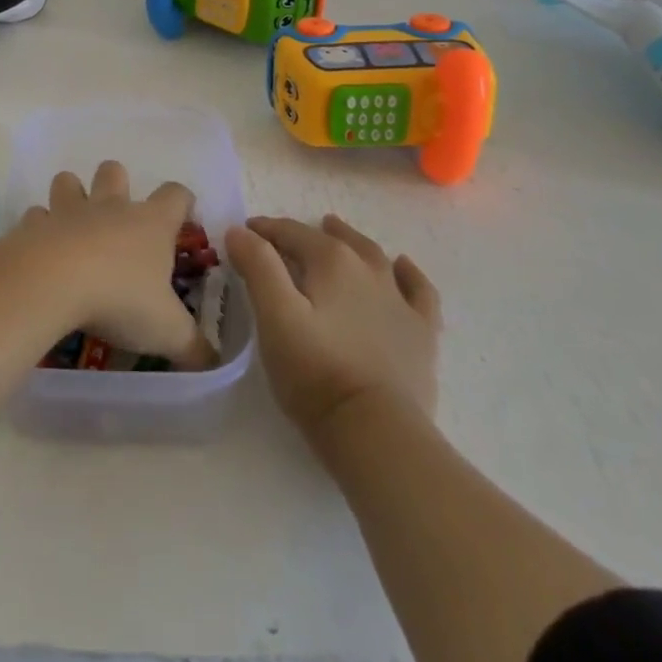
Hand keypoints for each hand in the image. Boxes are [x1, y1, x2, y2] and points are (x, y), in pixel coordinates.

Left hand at [6, 161, 215, 369]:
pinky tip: (40, 249)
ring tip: (72, 224)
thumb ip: (194, 346)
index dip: (183, 201)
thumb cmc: (120, 299)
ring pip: (68, 182)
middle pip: (115, 172)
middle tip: (118, 215)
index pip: (176, 195)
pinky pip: (35, 217)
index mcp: (151, 224)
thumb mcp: (168, 331)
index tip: (184, 215)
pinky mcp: (33, 225)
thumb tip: (214, 362)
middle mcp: (111, 207)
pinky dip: (38, 228)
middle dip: (116, 183)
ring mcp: (69, 212)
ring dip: (71, 194)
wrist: (52, 283)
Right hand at [226, 214, 442, 437]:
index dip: (264, 230)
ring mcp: (400, 300)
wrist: (377, 431)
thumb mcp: (275, 316)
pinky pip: (418, 290)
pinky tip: (402, 266)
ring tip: (336, 232)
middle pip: (332, 240)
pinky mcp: (421, 333)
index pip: (291, 233)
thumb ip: (258, 266)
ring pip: (373, 256)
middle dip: (304, 234)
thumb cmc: (316, 372)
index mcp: (331, 261)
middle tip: (282, 238)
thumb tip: (240, 230)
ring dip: (351, 240)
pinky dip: (408, 274)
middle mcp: (369, 269)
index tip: (243, 233)